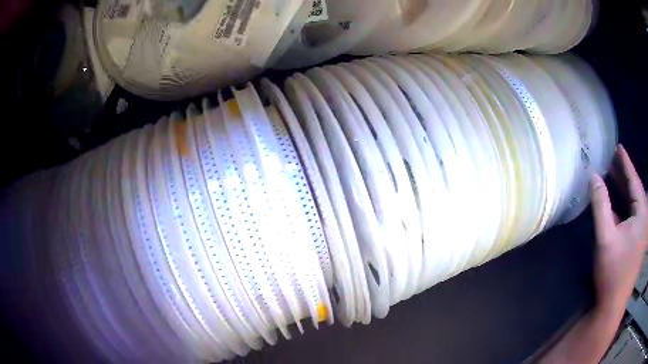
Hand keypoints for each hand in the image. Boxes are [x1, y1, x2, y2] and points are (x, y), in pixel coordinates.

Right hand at [591, 145, 647, 312]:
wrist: (613, 305)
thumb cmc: (613, 271)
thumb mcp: (606, 237)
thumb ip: (601, 205)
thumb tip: (594, 176)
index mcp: (642, 214)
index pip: (635, 181)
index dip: (626, 163)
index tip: (618, 146)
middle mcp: (644, 220)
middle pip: (636, 191)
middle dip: (626, 174)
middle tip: (614, 158)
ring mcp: (641, 232)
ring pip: (635, 204)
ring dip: (625, 190)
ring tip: (615, 175)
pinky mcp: (637, 243)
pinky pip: (633, 216)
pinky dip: (625, 206)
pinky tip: (618, 204)